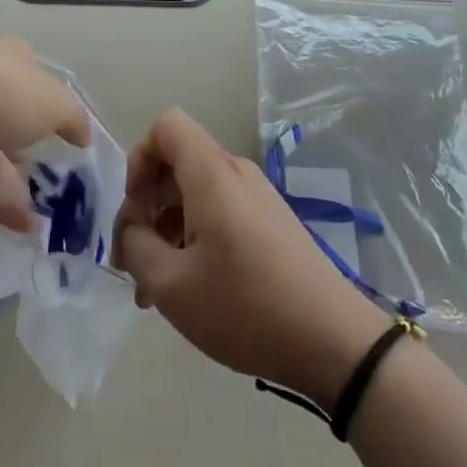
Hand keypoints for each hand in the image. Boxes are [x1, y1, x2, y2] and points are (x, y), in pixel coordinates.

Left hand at [0, 38, 90, 232]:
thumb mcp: (53, 102)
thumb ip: (73, 119)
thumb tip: (83, 135)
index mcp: (9, 58)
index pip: (36, 78)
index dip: (54, 105)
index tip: (72, 137)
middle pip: (12, 118)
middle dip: (33, 149)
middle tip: (58, 184)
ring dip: (18, 186)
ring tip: (45, 222)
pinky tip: (24, 228)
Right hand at [112, 108, 389, 408]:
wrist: (333, 340)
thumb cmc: (246, 306)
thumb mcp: (172, 286)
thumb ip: (137, 248)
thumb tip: (132, 230)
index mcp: (211, 173)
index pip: (166, 126)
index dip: (140, 158)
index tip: (137, 210)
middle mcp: (235, 172)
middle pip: (178, 161)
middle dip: (148, 203)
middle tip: (136, 260)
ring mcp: (257, 196)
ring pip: (197, 191)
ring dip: (169, 227)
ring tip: (158, 287)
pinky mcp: (271, 221)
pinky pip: (220, 210)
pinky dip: (196, 236)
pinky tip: (193, 288)